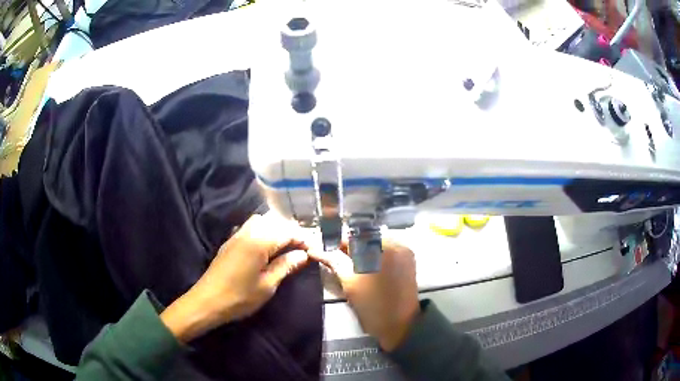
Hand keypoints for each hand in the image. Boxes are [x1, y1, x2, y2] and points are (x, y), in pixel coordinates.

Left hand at [161, 213, 309, 342]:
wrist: (207, 301)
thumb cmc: (240, 297)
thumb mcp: (268, 285)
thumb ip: (286, 266)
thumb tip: (303, 255)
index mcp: (259, 241)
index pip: (288, 231)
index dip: (304, 239)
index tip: (314, 251)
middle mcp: (248, 232)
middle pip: (275, 222)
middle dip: (291, 232)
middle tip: (302, 250)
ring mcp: (237, 235)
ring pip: (262, 221)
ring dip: (276, 229)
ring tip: (285, 247)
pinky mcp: (230, 241)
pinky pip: (250, 227)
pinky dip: (263, 231)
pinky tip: (266, 248)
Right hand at [309, 240, 419, 350]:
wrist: (400, 326)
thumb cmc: (373, 305)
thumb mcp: (349, 282)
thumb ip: (333, 260)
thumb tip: (315, 248)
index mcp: (386, 245)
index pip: (356, 234)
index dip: (338, 242)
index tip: (326, 252)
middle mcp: (398, 243)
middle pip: (367, 238)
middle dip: (350, 248)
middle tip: (336, 261)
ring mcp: (405, 253)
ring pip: (376, 246)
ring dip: (361, 253)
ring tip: (349, 268)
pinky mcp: (408, 263)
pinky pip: (386, 253)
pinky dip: (373, 258)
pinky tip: (364, 270)